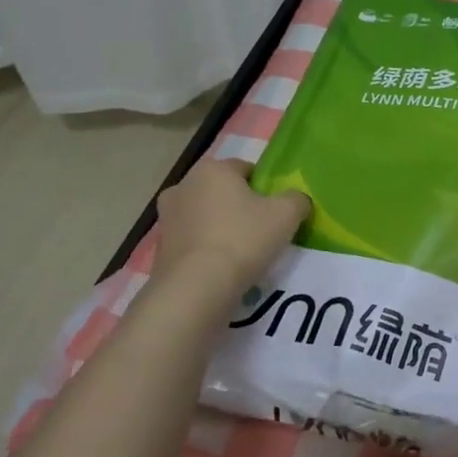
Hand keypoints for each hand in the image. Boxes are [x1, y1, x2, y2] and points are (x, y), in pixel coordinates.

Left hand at [154, 160, 308, 292]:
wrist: (196, 287)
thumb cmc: (243, 239)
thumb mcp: (286, 214)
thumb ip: (297, 199)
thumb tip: (296, 200)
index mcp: (212, 169)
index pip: (246, 169)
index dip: (265, 188)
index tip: (276, 211)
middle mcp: (183, 185)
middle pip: (223, 191)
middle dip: (240, 206)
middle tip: (261, 230)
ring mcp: (167, 216)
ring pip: (206, 215)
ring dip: (221, 226)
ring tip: (241, 252)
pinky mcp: (160, 246)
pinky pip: (193, 240)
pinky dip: (206, 248)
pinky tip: (221, 267)